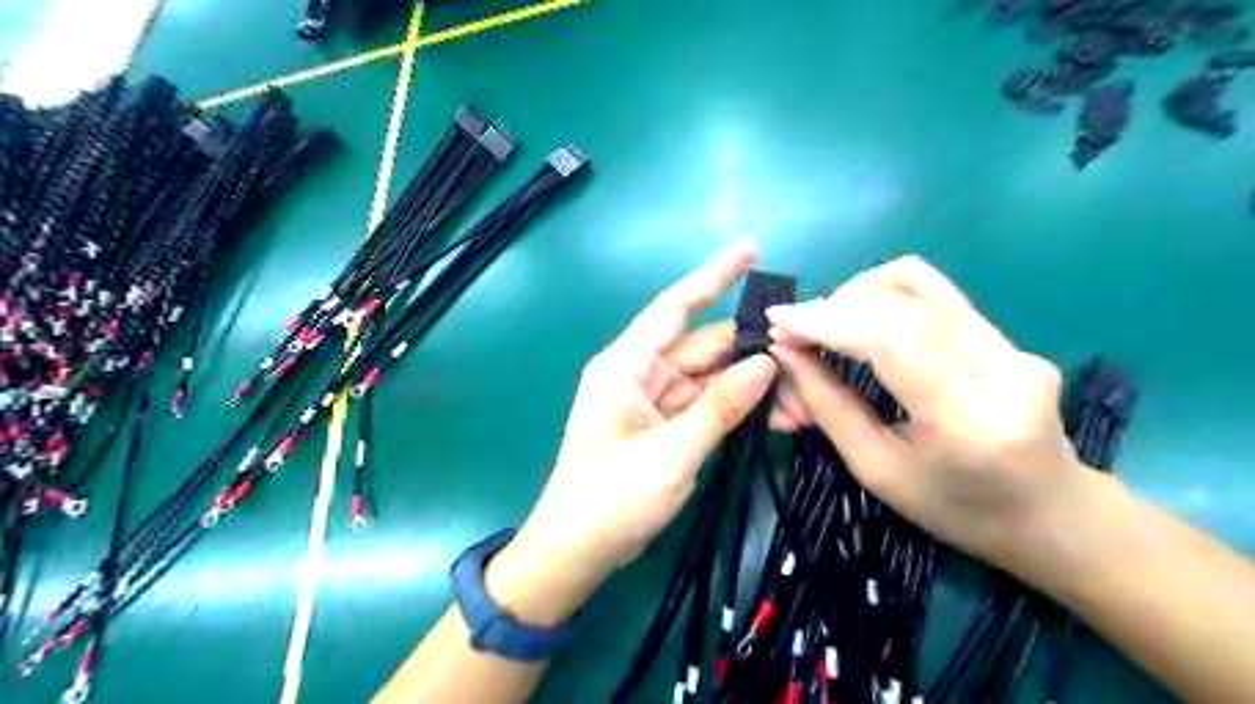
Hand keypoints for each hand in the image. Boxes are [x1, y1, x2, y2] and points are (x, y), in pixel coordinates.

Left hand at [484, 240, 797, 620]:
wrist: (578, 551)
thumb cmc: (611, 499)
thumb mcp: (671, 454)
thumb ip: (720, 406)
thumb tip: (766, 363)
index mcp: (626, 365)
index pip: (675, 308)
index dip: (713, 276)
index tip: (749, 248)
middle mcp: (641, 373)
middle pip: (705, 348)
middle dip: (753, 354)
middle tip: (805, 360)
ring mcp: (654, 400)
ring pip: (712, 379)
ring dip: (752, 388)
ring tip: (799, 404)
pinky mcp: (665, 425)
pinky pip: (708, 405)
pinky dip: (737, 410)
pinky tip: (775, 419)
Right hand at [765, 255, 1088, 574]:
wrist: (1052, 516)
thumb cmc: (955, 510)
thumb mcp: (877, 470)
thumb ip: (827, 406)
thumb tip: (784, 354)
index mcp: (964, 420)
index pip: (888, 339)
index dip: (825, 321)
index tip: (778, 320)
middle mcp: (997, 368)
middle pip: (901, 299)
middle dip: (832, 308)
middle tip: (794, 333)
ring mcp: (1011, 345)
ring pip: (918, 282)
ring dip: (856, 294)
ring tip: (825, 324)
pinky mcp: (1007, 335)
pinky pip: (931, 296)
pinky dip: (880, 301)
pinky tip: (859, 324)